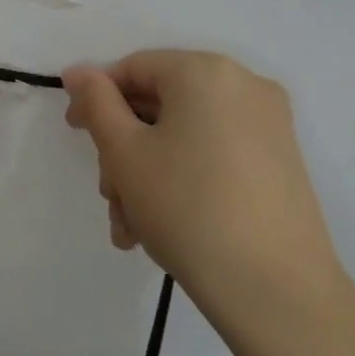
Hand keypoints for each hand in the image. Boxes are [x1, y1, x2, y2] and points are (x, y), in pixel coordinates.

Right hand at [61, 50, 344, 321]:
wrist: (273, 287)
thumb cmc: (186, 206)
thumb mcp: (124, 153)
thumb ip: (96, 103)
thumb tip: (79, 72)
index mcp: (206, 72)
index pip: (134, 68)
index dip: (95, 97)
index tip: (74, 134)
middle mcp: (244, 86)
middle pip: (160, 105)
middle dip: (123, 149)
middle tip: (109, 194)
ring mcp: (268, 126)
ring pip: (184, 136)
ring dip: (146, 174)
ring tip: (131, 226)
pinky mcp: (280, 163)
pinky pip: (213, 156)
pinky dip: (182, 180)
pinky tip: (160, 228)